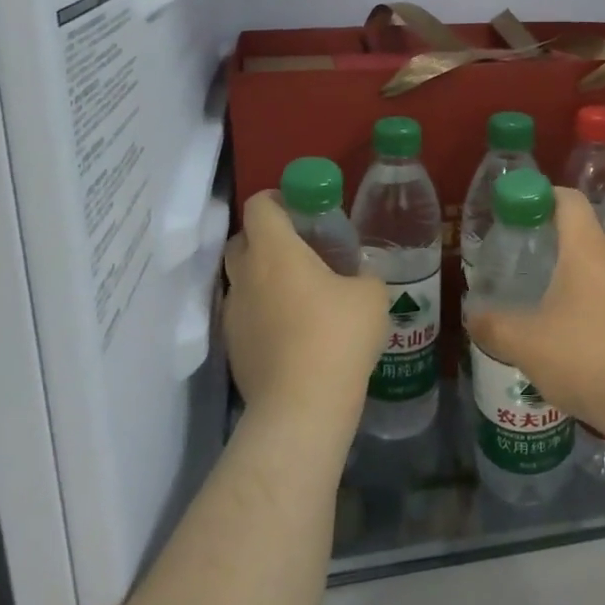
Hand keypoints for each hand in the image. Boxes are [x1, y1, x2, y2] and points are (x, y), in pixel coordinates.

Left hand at [223, 192, 388, 428]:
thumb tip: (359, 275)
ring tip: (297, 293)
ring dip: (262, 278)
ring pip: (240, 280)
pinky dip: (262, 312)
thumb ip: (364, 274)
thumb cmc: (338, 336)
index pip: (259, 206)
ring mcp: (234, 314)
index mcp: (275, 251)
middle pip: (242, 240)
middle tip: (299, 249)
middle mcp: (246, 276)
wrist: (302, 406)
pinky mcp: (233, 348)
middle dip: (265, 237)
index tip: (299, 207)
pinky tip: (291, 331)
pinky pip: (244, 315)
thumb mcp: (371, 295)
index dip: (276, 199)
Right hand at [469, 187, 604, 439]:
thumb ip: (494, 326)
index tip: (516, 210)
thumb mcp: (527, 344)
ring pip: (595, 272)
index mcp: (588, 248)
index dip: (542, 196)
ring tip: (536, 307)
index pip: (568, 200)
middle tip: (517, 264)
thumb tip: (473, 316)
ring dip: (567, 283)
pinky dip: (587, 309)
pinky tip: (568, 340)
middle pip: (581, 237)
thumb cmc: (588, 356)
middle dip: (548, 247)